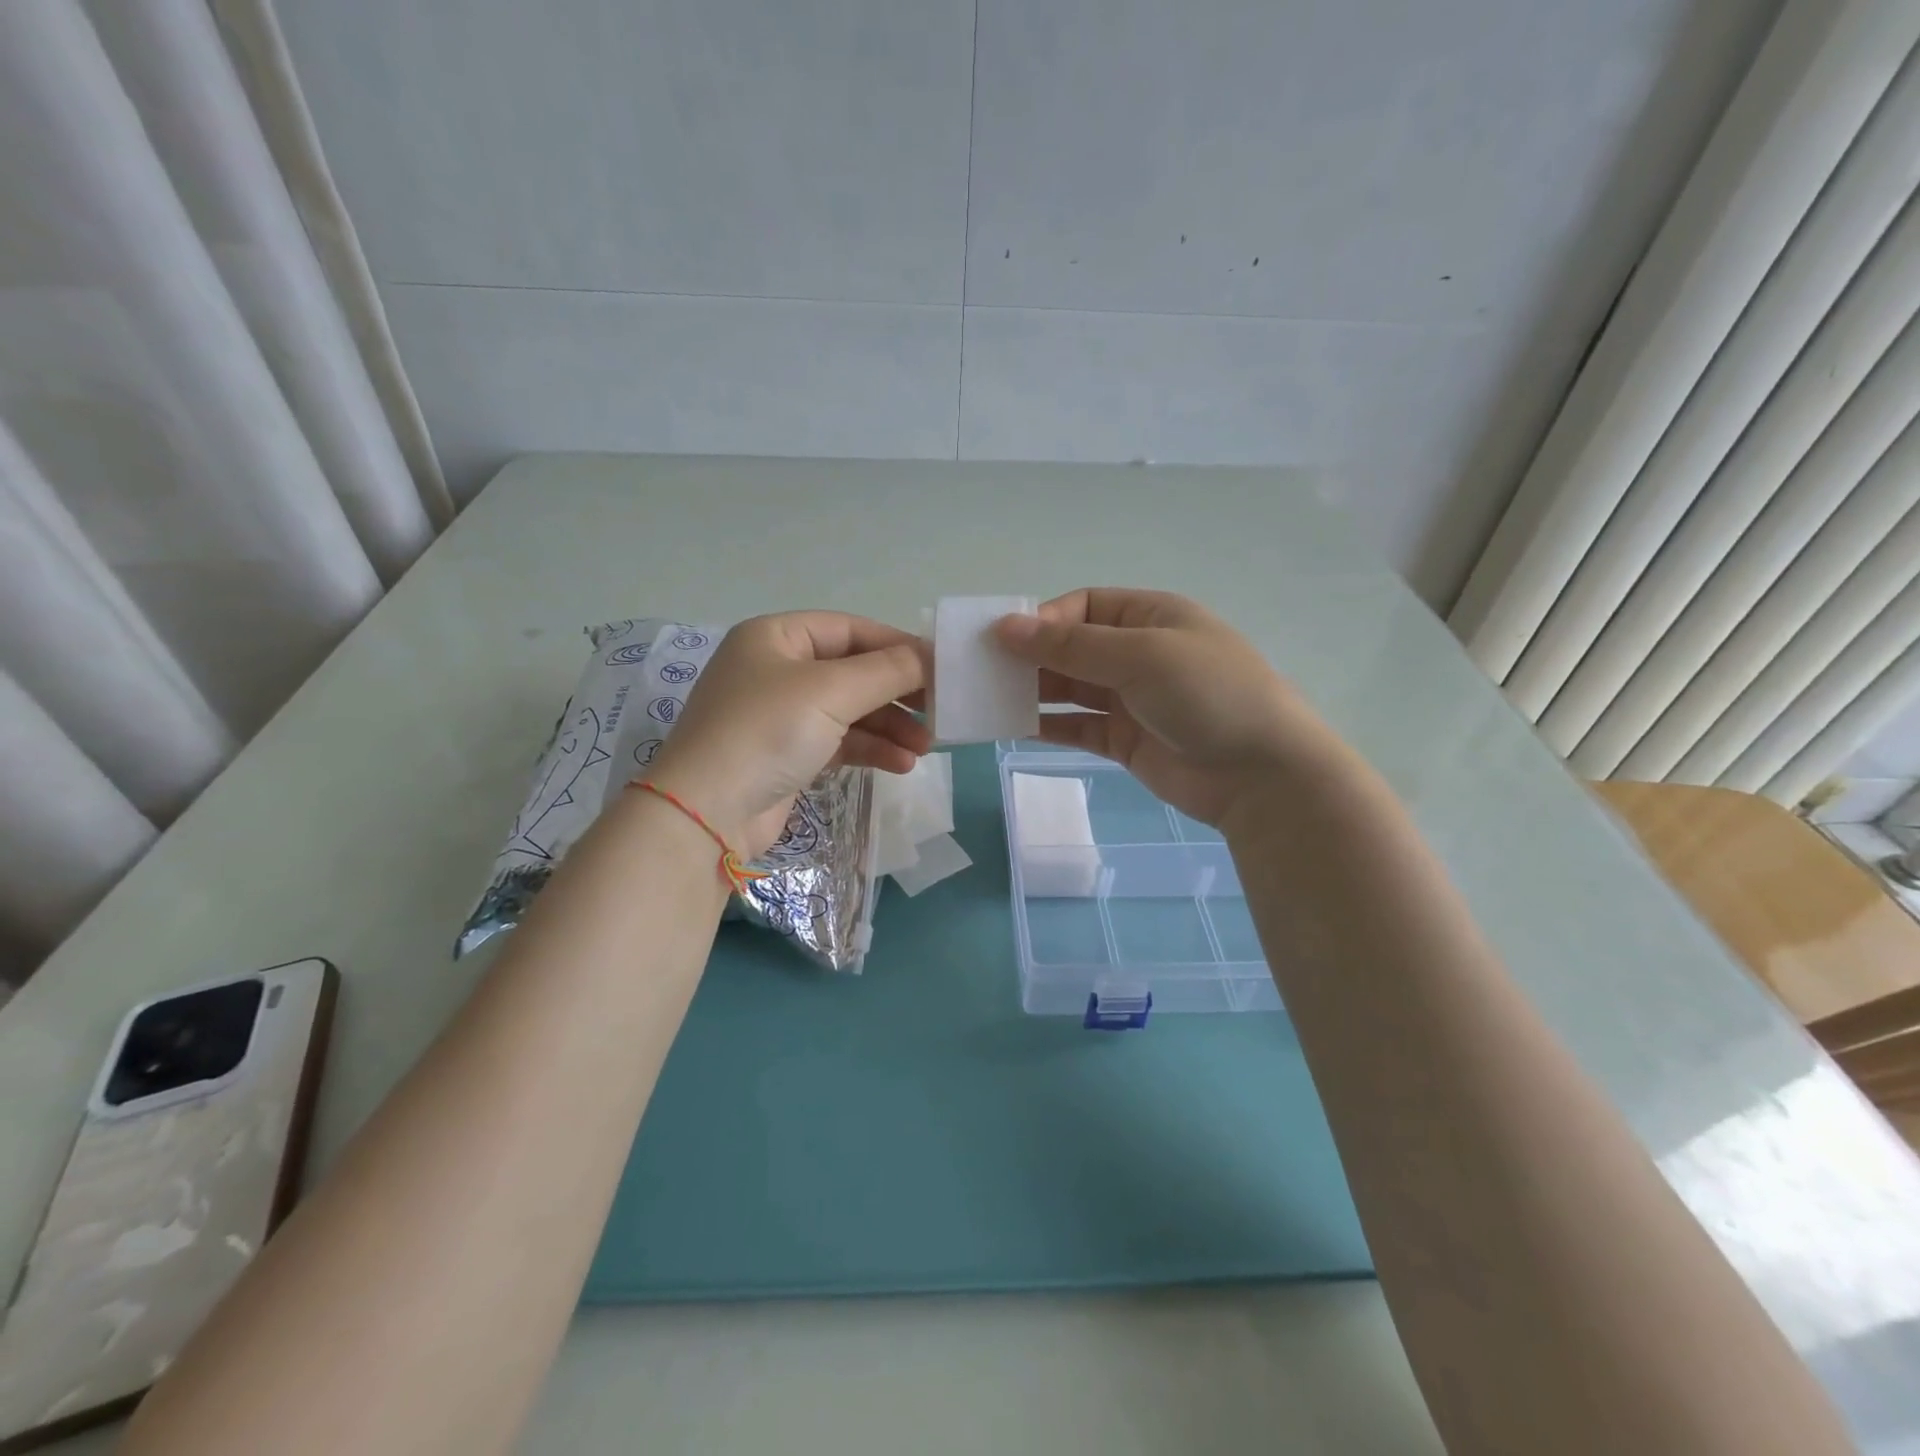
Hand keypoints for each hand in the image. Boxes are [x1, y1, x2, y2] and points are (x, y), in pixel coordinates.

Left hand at [645, 612, 929, 856]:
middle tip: (940, 710)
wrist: (706, 814)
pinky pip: (839, 742)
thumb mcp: (831, 691)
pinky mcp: (786, 755)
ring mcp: (779, 715)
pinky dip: (871, 749)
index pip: (850, 630)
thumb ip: (888, 670)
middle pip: (852, 671)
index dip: (897, 646)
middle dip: (897, 693)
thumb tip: (933, 657)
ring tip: (927, 747)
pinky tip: (902, 765)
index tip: (941, 667)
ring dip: (890, 726)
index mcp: (776, 637)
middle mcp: (776, 669)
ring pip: (849, 710)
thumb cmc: (767, 732)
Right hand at [995, 588, 1343, 828]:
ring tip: (991, 699)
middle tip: (985, 671)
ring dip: (1035, 691)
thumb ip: (1070, 646)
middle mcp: (1139, 653)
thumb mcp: (1140, 656)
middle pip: (1073, 647)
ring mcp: (1132, 699)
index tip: (1006, 641)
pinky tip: (1016, 727)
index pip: (1084, 606)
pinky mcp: (1126, 740)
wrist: (1261, 775)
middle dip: (1032, 657)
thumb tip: (1005, 627)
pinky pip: (1078, 726)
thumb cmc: (1207, 694)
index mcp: (1151, 616)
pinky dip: (1049, 725)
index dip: (1044, 620)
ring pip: (1071, 688)